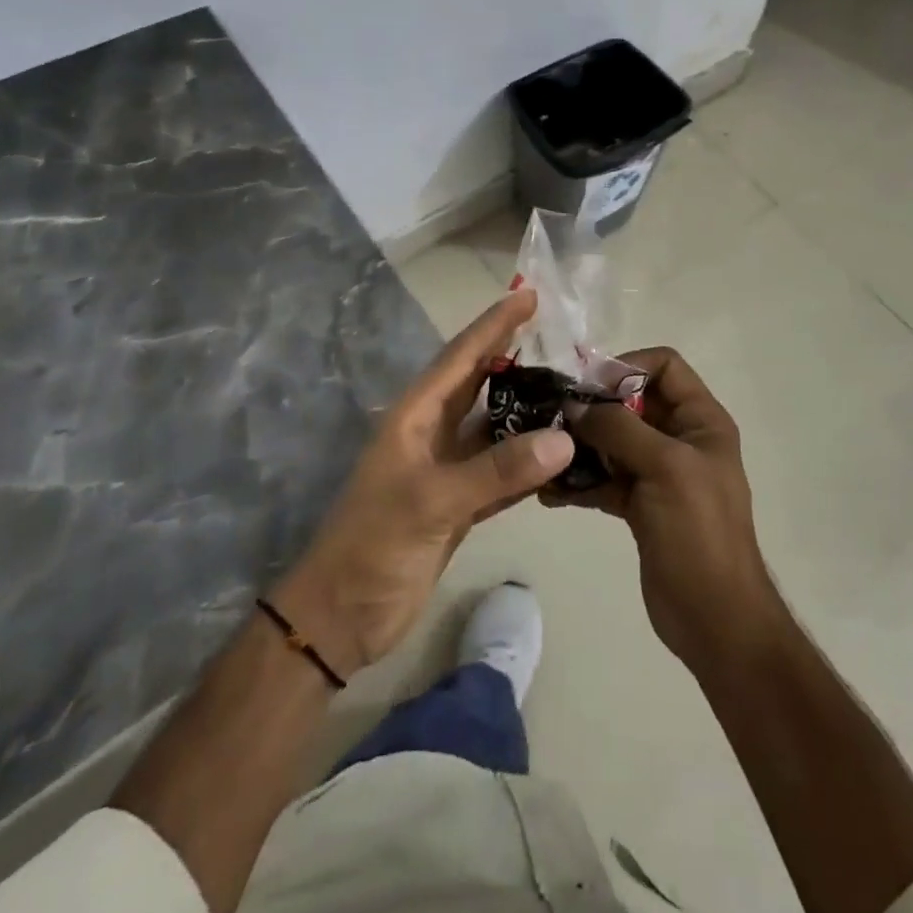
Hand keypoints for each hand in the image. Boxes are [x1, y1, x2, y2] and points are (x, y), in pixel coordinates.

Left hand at [272, 289, 572, 678]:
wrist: (342, 618)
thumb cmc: (373, 546)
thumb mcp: (432, 502)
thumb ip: (498, 470)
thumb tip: (564, 438)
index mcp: (416, 417)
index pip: (461, 357)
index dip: (494, 324)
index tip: (528, 295)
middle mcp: (432, 433)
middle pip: (480, 383)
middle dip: (514, 355)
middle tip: (561, 335)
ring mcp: (446, 470)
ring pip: (494, 426)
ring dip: (528, 409)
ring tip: (570, 387)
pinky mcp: (459, 504)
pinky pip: (501, 470)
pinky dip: (528, 460)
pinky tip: (559, 453)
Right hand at [545, 347, 781, 674]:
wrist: (714, 617)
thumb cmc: (698, 531)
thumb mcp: (665, 467)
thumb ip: (618, 428)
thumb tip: (574, 405)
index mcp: (700, 420)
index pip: (664, 366)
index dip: (626, 367)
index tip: (587, 386)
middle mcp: (680, 438)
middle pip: (632, 402)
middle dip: (593, 407)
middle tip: (551, 416)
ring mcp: (658, 473)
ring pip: (613, 441)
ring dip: (579, 445)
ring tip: (543, 455)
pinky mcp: (639, 504)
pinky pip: (605, 478)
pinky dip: (580, 481)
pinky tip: (550, 493)